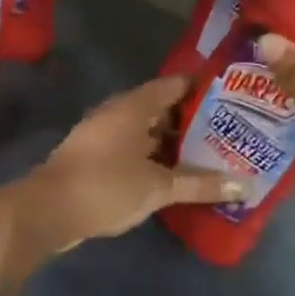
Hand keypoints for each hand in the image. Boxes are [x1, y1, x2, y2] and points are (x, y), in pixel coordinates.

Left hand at [15, 77, 239, 251]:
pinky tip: (175, 176)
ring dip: (173, 144)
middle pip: (161, 109)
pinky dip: (154, 159)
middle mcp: (117, 114)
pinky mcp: (95, 159)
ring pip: (146, 133)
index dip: (202, 88)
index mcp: (132, 106)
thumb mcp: (159, 187)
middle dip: (192, 121)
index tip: (232, 97)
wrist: (48, 210)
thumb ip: (201, 184)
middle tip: (229, 131)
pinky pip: (133, 151)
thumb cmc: (107, 186)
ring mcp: (103, 136)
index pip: (174, 85)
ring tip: (210, 155)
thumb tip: (245, 186)